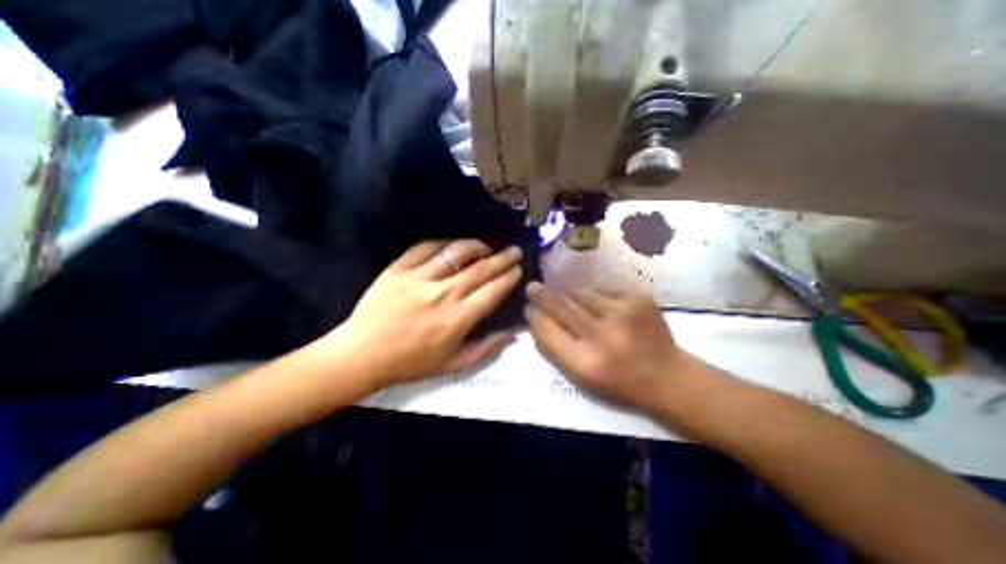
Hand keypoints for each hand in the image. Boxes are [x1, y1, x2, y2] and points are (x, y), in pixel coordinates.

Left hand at [315, 240, 521, 388]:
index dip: (508, 278)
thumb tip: (512, 335)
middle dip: (502, 259)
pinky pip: (425, 248)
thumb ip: (485, 349)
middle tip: (514, 251)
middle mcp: (443, 294)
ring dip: (476, 247)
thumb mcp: (452, 364)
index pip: (492, 292)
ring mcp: (419, 278)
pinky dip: (443, 244)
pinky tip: (451, 247)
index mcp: (457, 319)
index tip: (518, 269)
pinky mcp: (398, 269)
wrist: (362, 354)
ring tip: (486, 247)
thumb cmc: (410, 363)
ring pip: (456, 253)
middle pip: (480, 270)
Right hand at [527, 285, 693, 412]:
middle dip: (542, 295)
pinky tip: (604, 309)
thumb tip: (534, 319)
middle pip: (560, 305)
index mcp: (585, 362)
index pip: (546, 329)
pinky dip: (597, 297)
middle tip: (532, 287)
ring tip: (576, 306)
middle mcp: (602, 335)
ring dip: (572, 298)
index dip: (534, 317)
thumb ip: (553, 349)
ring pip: (581, 294)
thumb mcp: (580, 377)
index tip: (528, 308)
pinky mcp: (638, 298)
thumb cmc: (618, 383)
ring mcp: (623, 312)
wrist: (668, 376)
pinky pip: (603, 290)